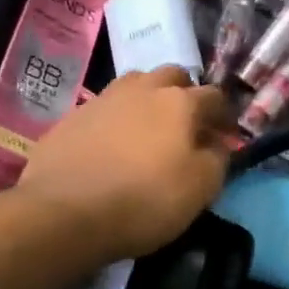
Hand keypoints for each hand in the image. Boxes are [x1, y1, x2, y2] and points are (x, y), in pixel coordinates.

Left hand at [19, 67, 230, 261]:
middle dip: (185, 93)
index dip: (224, 114)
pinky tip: (112, 146)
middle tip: (185, 124)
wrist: (63, 211)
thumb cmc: (144, 199)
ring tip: (148, 129)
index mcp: (180, 101)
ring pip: (136, 85)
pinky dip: (116, 120)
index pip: (214, 96)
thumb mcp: (200, 188)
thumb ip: (217, 159)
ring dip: (148, 99)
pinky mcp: (73, 116)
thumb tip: (216, 144)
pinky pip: (105, 108)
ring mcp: (104, 98)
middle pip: (172, 76)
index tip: (225, 134)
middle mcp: (143, 88)